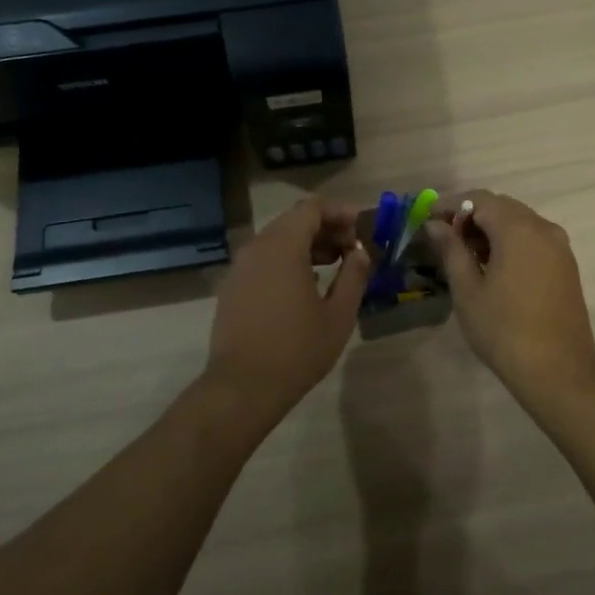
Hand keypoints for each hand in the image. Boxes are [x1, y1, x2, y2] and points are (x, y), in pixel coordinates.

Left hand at [204, 197, 370, 426]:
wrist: (243, 386)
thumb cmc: (297, 350)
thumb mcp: (339, 315)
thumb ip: (354, 275)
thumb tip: (361, 252)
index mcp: (283, 247)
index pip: (312, 207)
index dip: (340, 212)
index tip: (361, 229)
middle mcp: (257, 248)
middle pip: (293, 221)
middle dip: (326, 228)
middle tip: (352, 248)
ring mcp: (240, 267)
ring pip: (277, 240)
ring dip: (307, 245)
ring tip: (334, 265)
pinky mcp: (232, 286)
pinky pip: (263, 259)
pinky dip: (287, 260)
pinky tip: (305, 284)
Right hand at [427, 192, 594, 403]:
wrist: (558, 370)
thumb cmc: (504, 330)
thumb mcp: (468, 290)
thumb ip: (451, 250)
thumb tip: (435, 225)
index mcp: (518, 229)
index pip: (480, 199)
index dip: (451, 206)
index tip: (429, 221)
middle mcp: (543, 228)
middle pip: (503, 207)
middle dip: (472, 216)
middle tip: (445, 240)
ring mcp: (560, 247)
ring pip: (520, 223)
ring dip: (492, 229)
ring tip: (467, 256)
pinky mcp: (567, 266)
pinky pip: (535, 240)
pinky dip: (512, 242)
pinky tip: (495, 268)